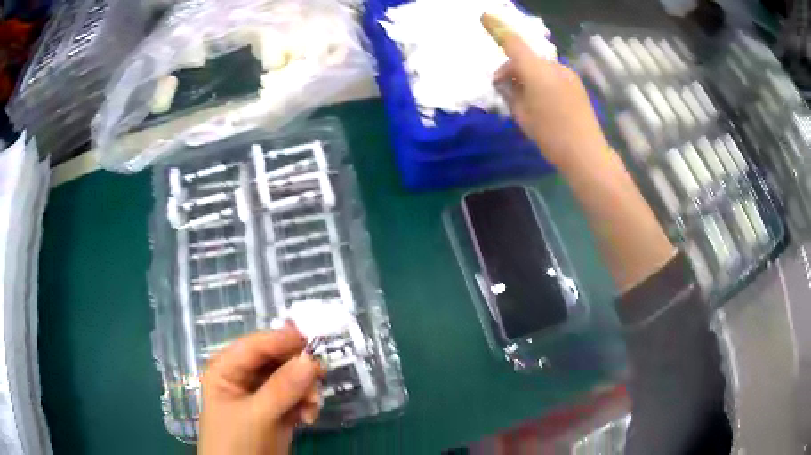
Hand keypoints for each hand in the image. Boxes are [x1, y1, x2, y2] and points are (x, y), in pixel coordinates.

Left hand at [199, 323, 322, 454]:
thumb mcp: (256, 415)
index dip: (281, 340)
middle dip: (298, 370)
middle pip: (277, 360)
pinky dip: (307, 404)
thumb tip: (311, 359)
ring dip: (306, 390)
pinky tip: (309, 418)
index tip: (311, 340)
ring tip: (312, 408)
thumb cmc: (236, 442)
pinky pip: (297, 397)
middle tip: (320, 377)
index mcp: (227, 369)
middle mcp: (244, 377)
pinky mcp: (277, 411)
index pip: (255, 345)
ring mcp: (262, 395)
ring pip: (291, 378)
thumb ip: (282, 388)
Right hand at [481, 14, 609, 171]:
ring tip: (525, 101)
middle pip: (526, 58)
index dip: (497, 28)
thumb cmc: (550, 136)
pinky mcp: (576, 83)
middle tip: (503, 90)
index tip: (485, 16)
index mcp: (536, 72)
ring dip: (527, 76)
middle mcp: (553, 66)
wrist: (586, 153)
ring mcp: (567, 74)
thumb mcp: (522, 115)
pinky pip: (552, 75)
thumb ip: (510, 92)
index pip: (513, 43)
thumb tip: (505, 81)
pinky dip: (541, 81)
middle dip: (512, 69)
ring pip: (539, 67)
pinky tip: (542, 102)